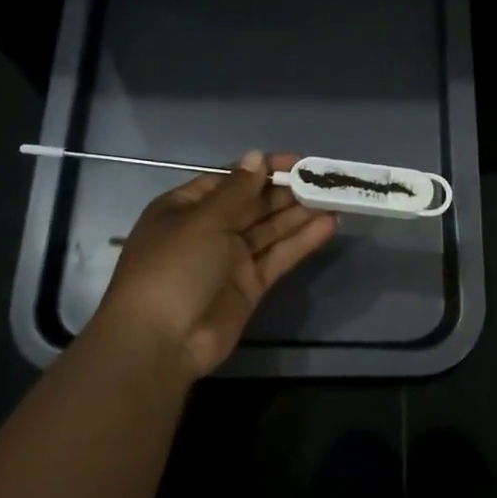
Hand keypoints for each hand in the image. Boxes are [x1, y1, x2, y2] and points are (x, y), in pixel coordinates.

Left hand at [97, 150, 338, 379]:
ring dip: (299, 214)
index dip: (263, 169)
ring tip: (335, 198)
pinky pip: (278, 257)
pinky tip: (328, 225)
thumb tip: (256, 156)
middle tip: (324, 180)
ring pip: (270, 230)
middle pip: (253, 204)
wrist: (161, 341)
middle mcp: (208, 230)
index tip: (298, 162)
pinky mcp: (249, 286)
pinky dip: (301, 242)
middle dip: (286, 191)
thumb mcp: (203, 220)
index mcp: (185, 208)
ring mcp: (230, 260)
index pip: (230, 180)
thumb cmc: (174, 268)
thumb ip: (237, 190)